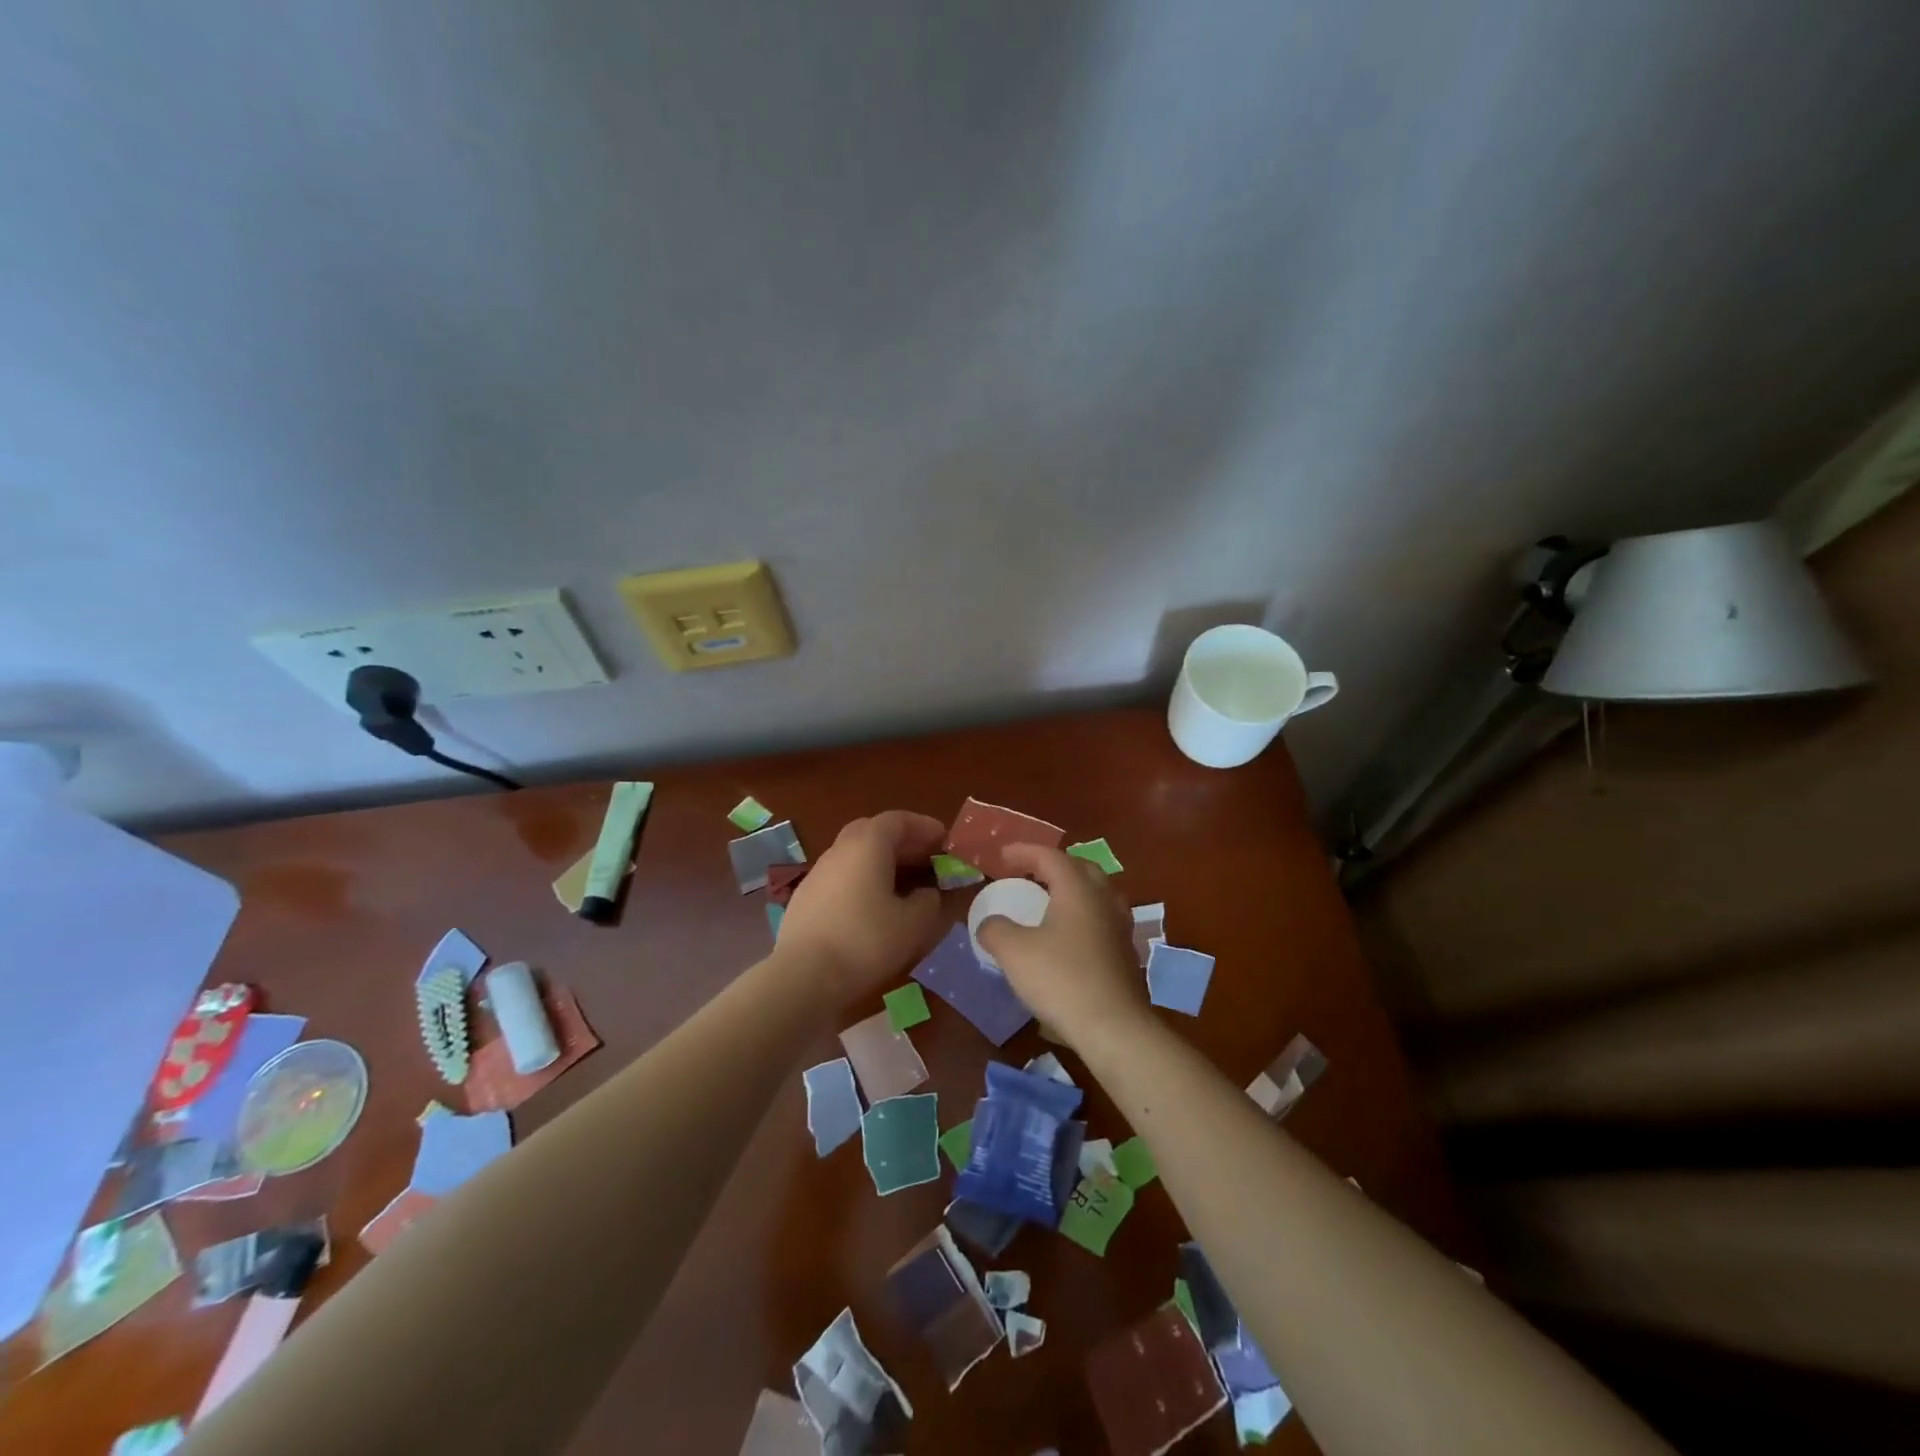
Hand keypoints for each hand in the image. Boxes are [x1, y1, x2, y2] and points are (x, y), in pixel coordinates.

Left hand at [776, 810, 946, 998]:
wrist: (803, 976)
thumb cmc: (866, 941)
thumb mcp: (913, 923)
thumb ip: (928, 901)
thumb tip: (927, 894)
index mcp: (868, 845)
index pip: (898, 820)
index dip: (924, 827)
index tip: (944, 841)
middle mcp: (840, 849)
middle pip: (873, 832)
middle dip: (902, 842)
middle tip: (925, 860)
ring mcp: (818, 873)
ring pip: (855, 855)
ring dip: (881, 862)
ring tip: (904, 885)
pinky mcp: (806, 898)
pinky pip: (841, 877)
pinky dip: (863, 881)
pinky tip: (873, 907)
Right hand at [974, 844, 1150, 1052]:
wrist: (1113, 1028)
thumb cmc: (1061, 979)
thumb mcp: (1014, 952)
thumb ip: (995, 929)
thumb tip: (989, 924)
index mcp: (1078, 889)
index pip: (1050, 856)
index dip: (1024, 852)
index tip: (1001, 856)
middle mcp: (1104, 900)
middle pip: (1080, 868)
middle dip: (1052, 866)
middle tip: (1029, 874)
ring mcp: (1120, 927)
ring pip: (1096, 894)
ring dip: (1071, 890)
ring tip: (1049, 902)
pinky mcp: (1126, 954)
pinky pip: (1102, 920)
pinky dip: (1082, 917)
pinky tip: (1068, 938)